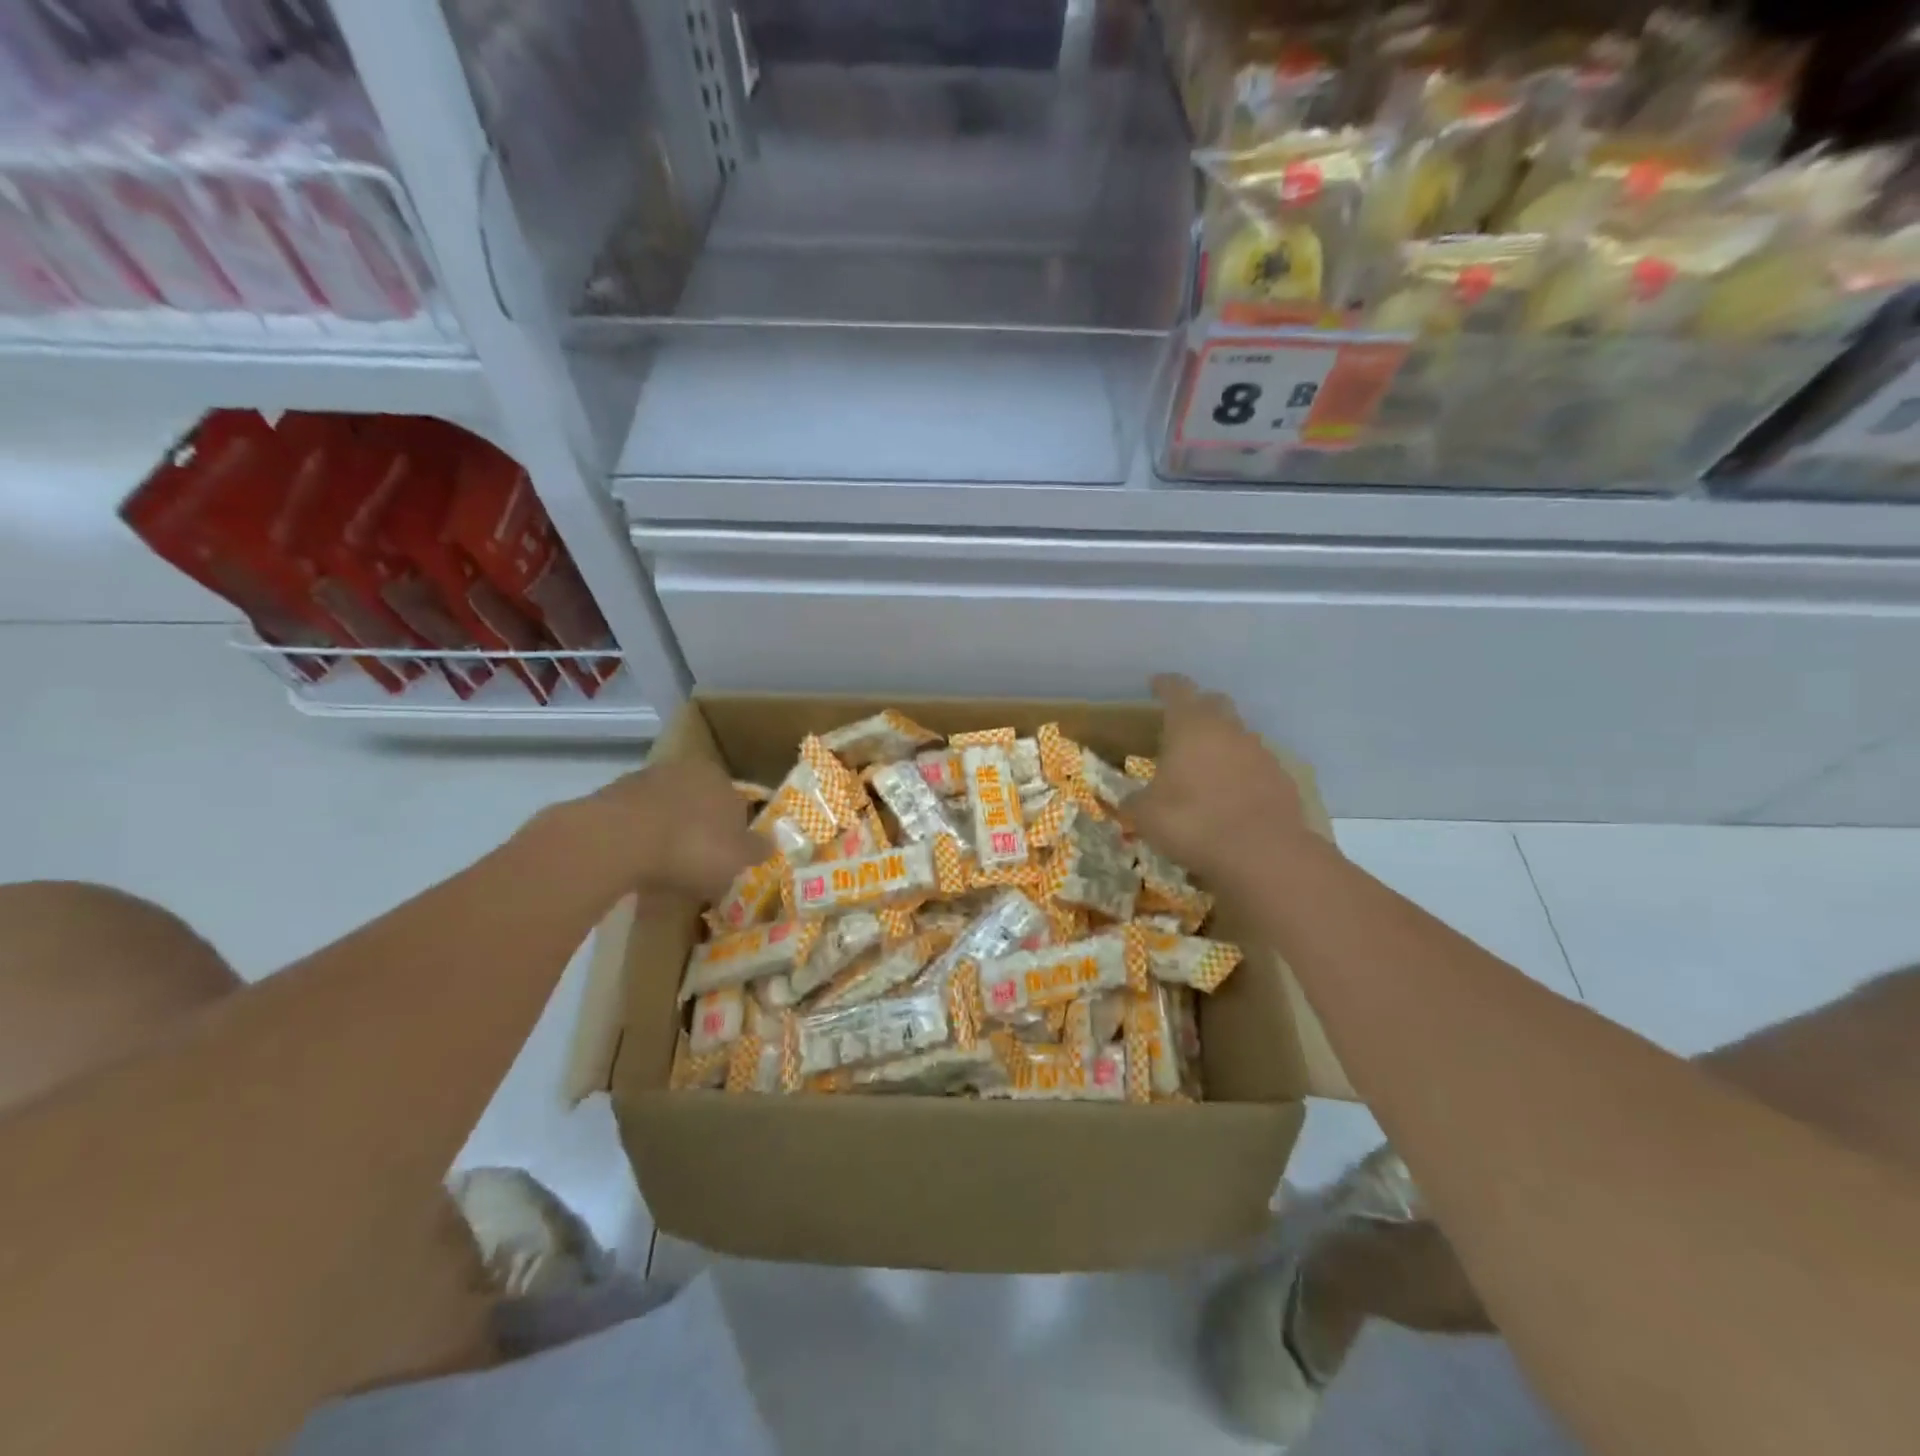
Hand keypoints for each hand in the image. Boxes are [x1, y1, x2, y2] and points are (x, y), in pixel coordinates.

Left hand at [577, 758, 772, 900]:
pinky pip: (636, 821)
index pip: (737, 802)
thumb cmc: (691, 847)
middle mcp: (685, 770)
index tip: (730, 856)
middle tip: (699, 862)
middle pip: (701, 802)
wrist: (617, 840)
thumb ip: (757, 848)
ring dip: (668, 832)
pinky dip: (640, 838)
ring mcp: (644, 780)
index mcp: (721, 778)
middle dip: (701, 828)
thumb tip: (771, 842)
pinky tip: (638, 863)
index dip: (736, 831)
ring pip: (667, 809)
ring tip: (666, 867)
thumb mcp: (737, 858)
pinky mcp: (610, 797)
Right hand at [1123, 674, 1308, 884]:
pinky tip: (1232, 794)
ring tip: (1206, 765)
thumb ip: (1135, 801)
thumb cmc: (1192, 822)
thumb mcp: (1145, 815)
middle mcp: (1227, 730)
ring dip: (1222, 742)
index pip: (1177, 689)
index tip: (1155, 683)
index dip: (1164, 684)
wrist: (1262, 853)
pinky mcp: (1281, 779)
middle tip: (1182, 723)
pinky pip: (1257, 765)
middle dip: (1198, 707)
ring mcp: (1260, 752)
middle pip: (1214, 703)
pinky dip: (1242, 771)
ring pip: (1238, 734)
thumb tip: (1129, 800)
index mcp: (1190, 726)